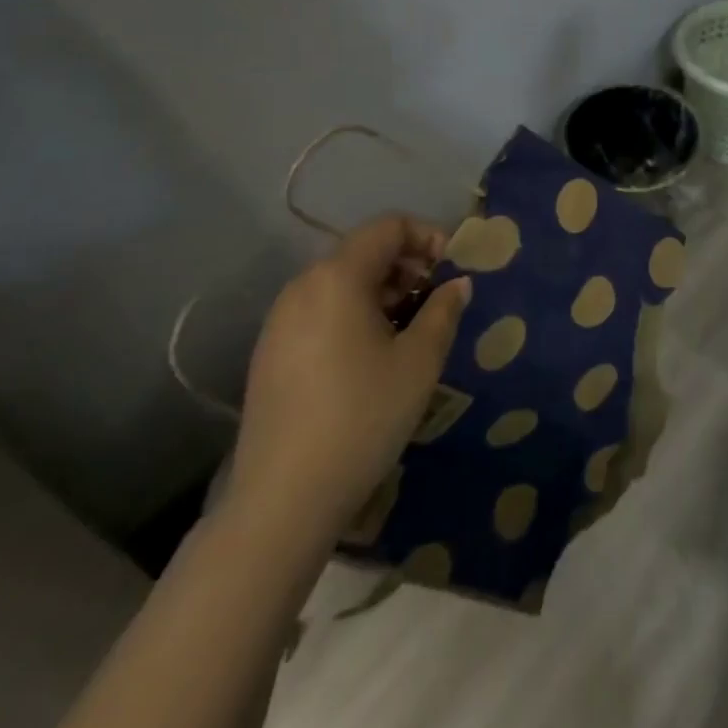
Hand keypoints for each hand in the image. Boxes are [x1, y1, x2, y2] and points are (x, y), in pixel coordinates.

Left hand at [225, 214, 470, 541]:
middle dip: (406, 266)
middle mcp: (302, 287)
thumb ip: (444, 310)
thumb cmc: (362, 416)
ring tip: (409, 330)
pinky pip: (320, 311)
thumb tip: (457, 284)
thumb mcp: (420, 360)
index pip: (388, 226)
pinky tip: (371, 356)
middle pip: (363, 251)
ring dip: (382, 291)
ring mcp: (279, 321)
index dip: (427, 236)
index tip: (451, 269)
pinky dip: (353, 314)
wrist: (282, 500)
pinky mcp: (269, 354)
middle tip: (436, 301)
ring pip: (341, 282)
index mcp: (338, 277)